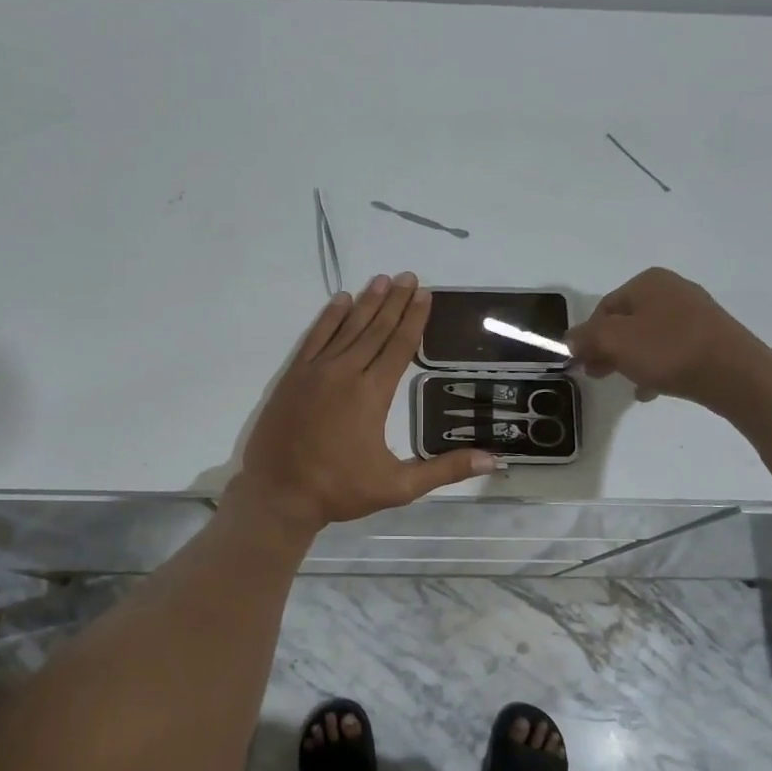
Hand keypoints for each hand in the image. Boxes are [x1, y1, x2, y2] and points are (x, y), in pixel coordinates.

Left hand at [231, 273, 496, 533]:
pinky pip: (315, 338)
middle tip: (409, 277)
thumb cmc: (340, 490)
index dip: (414, 319)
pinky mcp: (293, 376)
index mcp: (372, 394)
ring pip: (346, 328)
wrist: (278, 494)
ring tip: (382, 280)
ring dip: (366, 303)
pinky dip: (328, 318)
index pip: (399, 346)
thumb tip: (493, 460)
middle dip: (395, 302)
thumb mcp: (398, 487)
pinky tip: (340, 300)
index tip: (425, 294)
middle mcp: (345, 373)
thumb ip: (444, 470)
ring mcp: (315, 372)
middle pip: (375, 329)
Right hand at [566, 267, 771, 406]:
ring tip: (628, 385)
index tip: (582, 364)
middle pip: (626, 322)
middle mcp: (672, 289)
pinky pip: (673, 350)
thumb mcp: (615, 342)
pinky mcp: (711, 337)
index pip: (603, 308)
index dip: (588, 337)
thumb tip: (570, 338)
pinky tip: (653, 390)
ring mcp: (695, 313)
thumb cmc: (669, 351)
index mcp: (648, 281)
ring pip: (649, 337)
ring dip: (632, 360)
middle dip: (609, 349)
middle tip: (598, 375)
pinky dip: (658, 367)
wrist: (736, 374)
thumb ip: (587, 337)